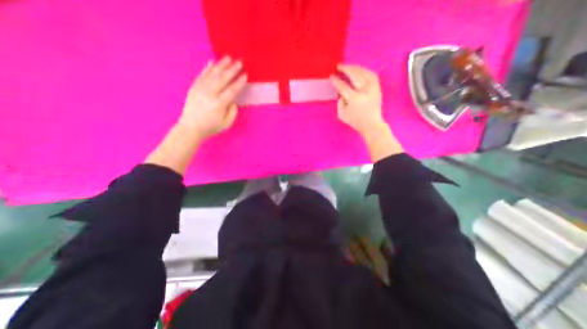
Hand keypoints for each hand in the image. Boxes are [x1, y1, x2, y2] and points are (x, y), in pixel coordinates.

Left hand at [176, 55, 245, 138]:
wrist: (191, 127)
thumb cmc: (211, 127)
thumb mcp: (226, 123)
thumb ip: (232, 112)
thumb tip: (233, 101)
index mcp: (219, 104)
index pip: (232, 90)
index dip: (239, 82)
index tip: (245, 75)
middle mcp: (210, 94)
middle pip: (223, 79)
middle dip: (232, 69)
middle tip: (240, 62)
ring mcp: (200, 89)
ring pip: (212, 74)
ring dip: (221, 65)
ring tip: (228, 58)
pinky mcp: (194, 87)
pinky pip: (202, 75)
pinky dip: (207, 68)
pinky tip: (212, 62)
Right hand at [329, 62, 403, 159]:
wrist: (372, 124)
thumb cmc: (355, 121)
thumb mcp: (342, 115)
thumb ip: (339, 103)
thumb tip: (340, 92)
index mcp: (354, 99)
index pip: (343, 86)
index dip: (336, 80)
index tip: (331, 76)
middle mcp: (364, 91)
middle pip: (355, 75)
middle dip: (346, 69)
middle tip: (339, 66)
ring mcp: (372, 88)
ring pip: (364, 72)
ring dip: (355, 68)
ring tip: (348, 67)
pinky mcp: (377, 88)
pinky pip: (371, 74)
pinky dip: (364, 70)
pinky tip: (359, 70)